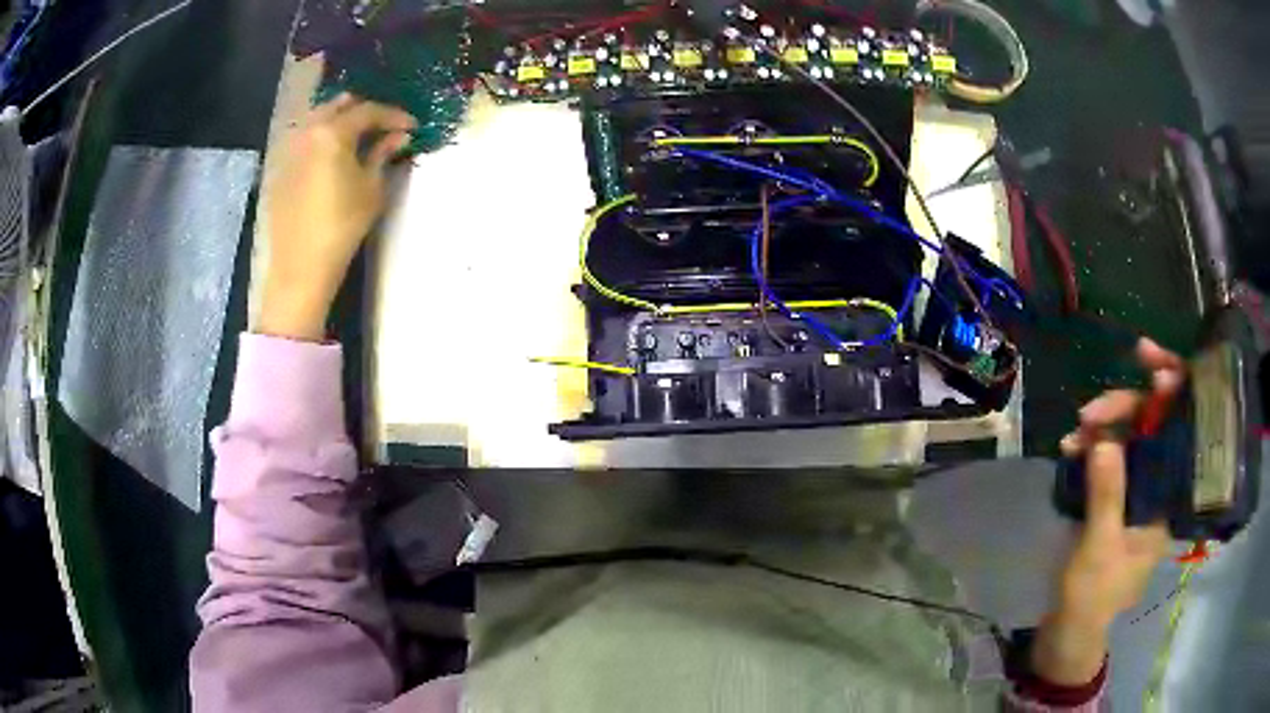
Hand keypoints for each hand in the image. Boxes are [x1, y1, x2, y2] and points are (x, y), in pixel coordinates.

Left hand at [258, 94, 416, 340]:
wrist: (301, 264)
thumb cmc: (342, 225)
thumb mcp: (371, 188)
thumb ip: (383, 154)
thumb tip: (400, 136)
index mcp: (333, 132)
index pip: (369, 111)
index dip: (394, 115)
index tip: (412, 125)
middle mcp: (308, 131)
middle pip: (339, 106)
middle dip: (364, 111)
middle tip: (384, 125)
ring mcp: (290, 148)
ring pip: (318, 119)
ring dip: (341, 120)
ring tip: (358, 136)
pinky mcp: (281, 167)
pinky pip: (305, 139)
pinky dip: (322, 138)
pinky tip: (332, 154)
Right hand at [1031, 338, 1182, 684]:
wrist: (1070, 631)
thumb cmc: (1093, 598)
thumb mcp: (1100, 550)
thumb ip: (1107, 495)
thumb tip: (1104, 439)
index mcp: (1170, 500)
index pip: (1182, 430)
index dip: (1171, 390)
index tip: (1147, 362)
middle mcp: (1160, 486)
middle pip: (1153, 426)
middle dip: (1123, 409)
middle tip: (1089, 412)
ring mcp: (1137, 490)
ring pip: (1128, 437)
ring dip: (1102, 428)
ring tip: (1073, 436)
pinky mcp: (1116, 496)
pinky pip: (1109, 456)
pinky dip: (1091, 448)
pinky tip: (1071, 449)